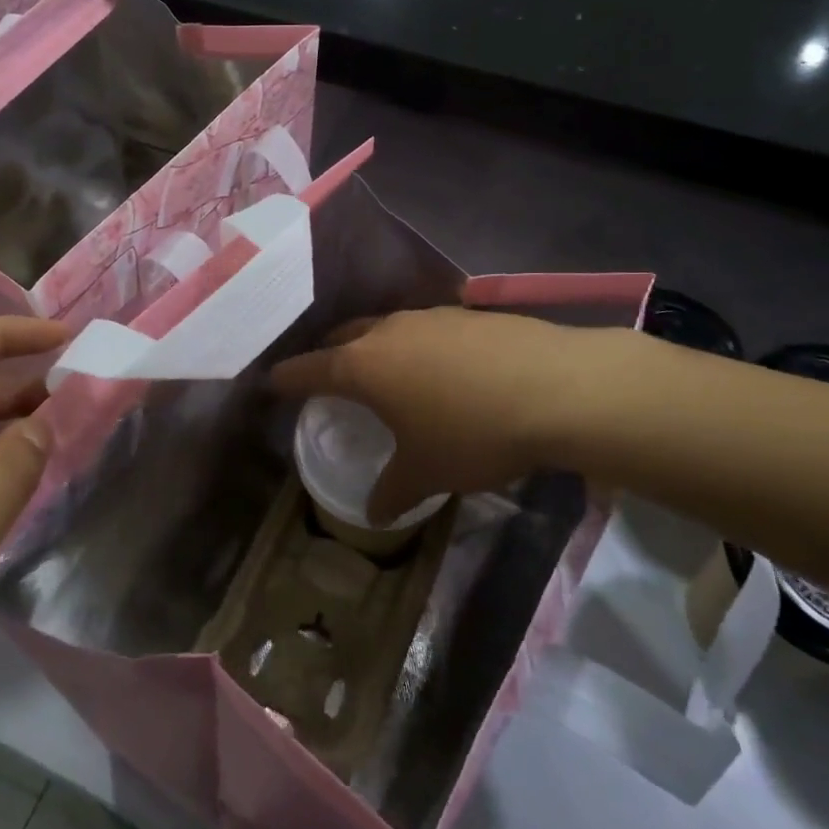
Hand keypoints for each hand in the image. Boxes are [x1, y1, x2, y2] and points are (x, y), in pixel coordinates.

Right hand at [270, 307, 614, 523]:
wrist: (557, 388)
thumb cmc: (472, 432)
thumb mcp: (427, 472)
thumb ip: (393, 491)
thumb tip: (373, 514)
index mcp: (363, 366)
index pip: (308, 368)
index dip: (287, 378)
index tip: (271, 382)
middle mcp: (388, 331)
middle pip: (343, 337)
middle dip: (329, 355)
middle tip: (326, 377)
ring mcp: (429, 317)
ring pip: (385, 328)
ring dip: (375, 347)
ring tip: (385, 372)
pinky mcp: (468, 314)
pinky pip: (425, 329)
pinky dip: (417, 346)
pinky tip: (440, 369)